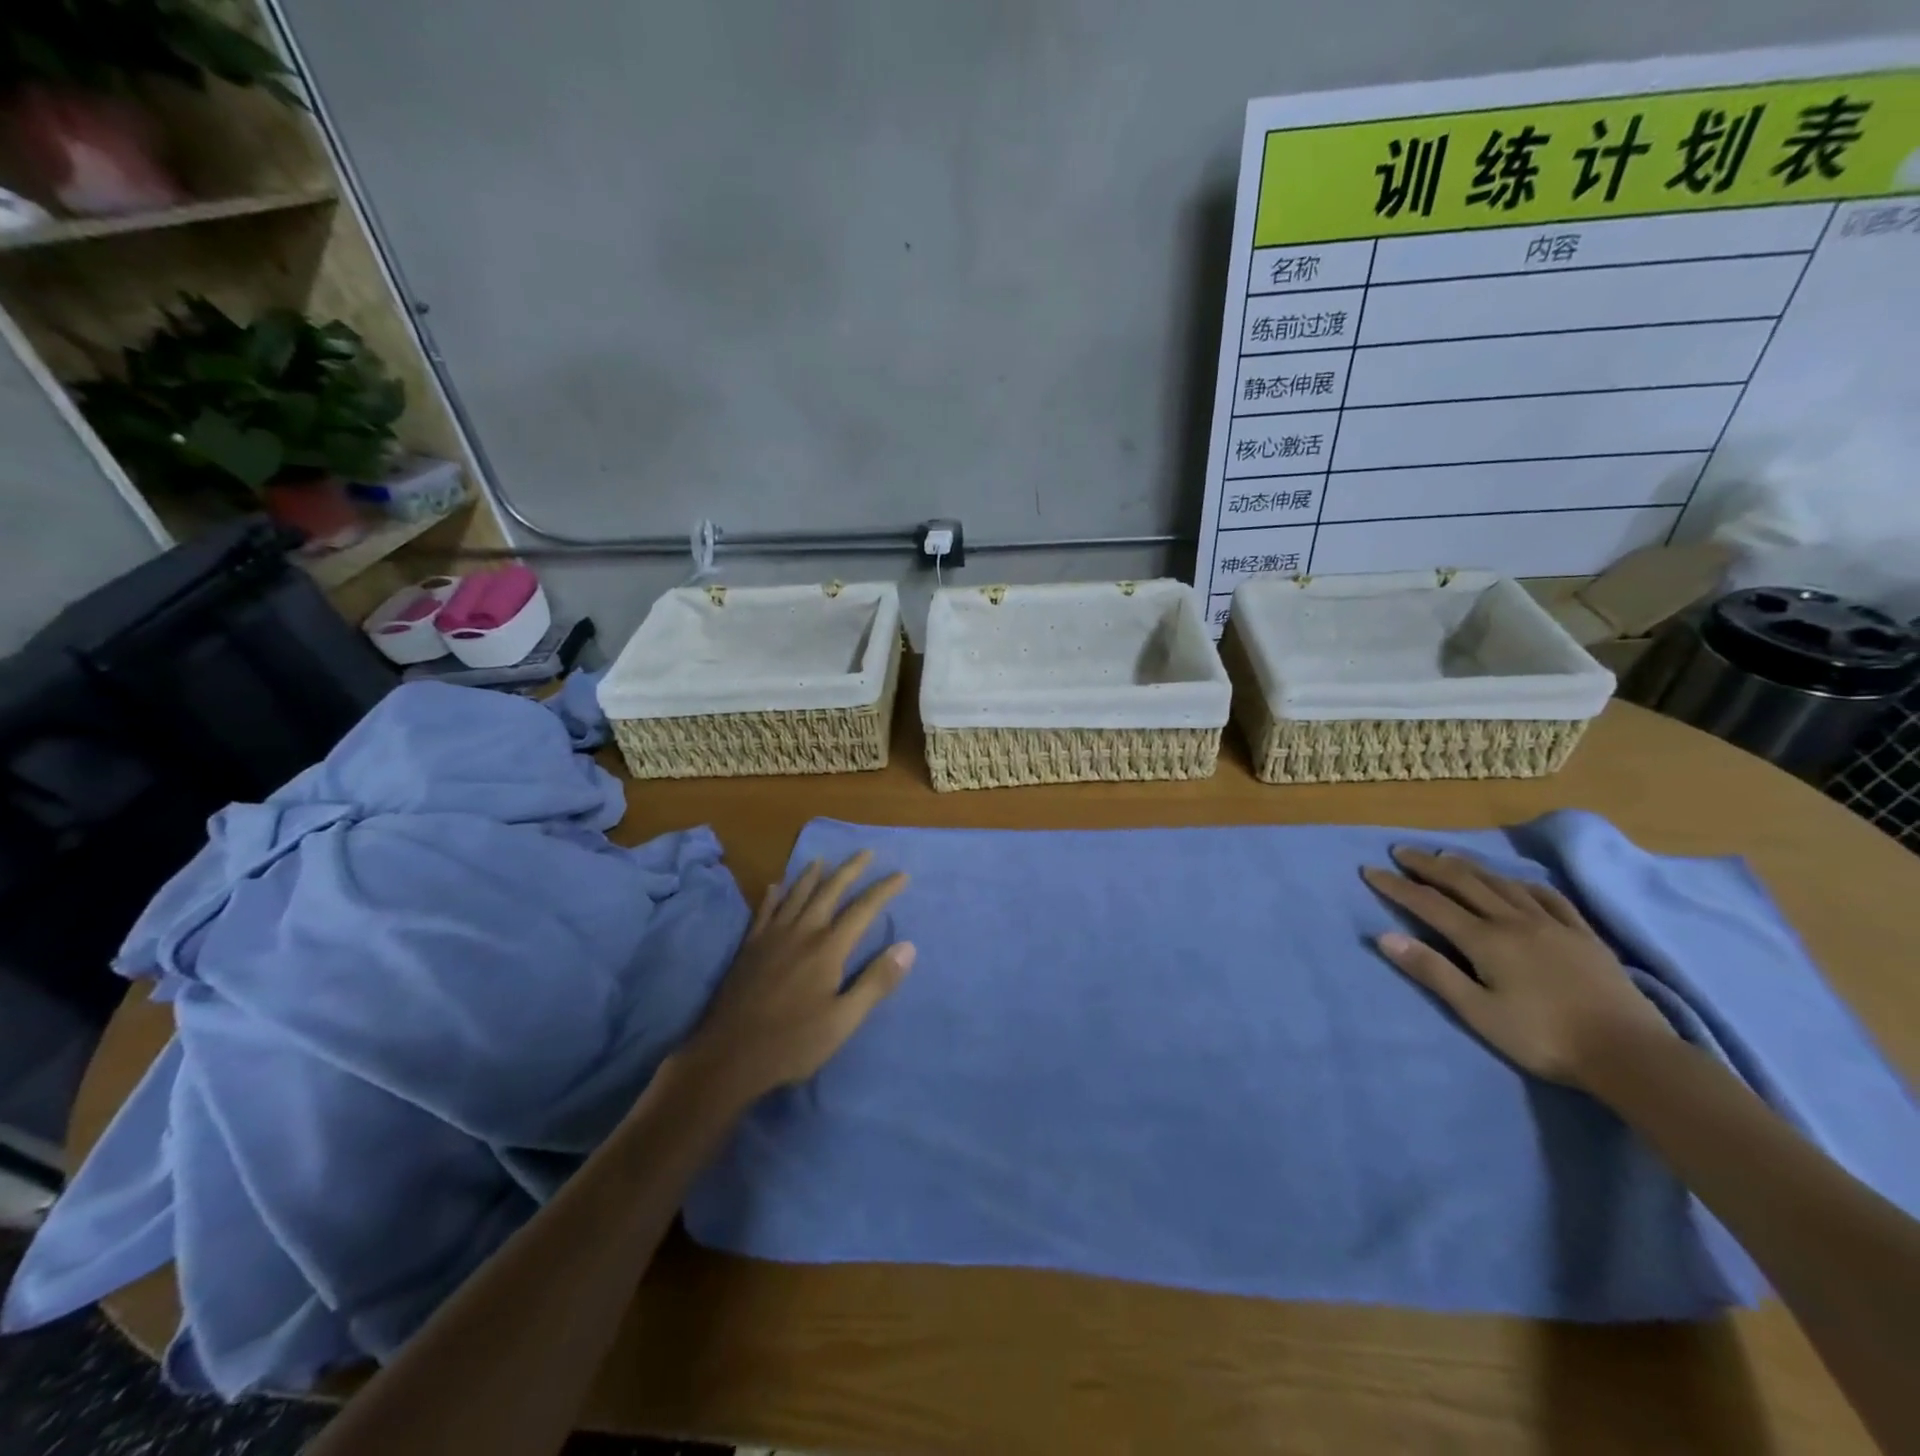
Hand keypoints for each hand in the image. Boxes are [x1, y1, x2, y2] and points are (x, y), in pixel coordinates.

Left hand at [674, 851, 913, 1105]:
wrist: (729, 1056)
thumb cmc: (793, 1042)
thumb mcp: (844, 1020)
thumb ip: (876, 982)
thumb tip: (908, 947)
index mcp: (828, 948)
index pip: (863, 909)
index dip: (884, 890)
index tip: (901, 875)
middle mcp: (802, 932)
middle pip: (829, 891)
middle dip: (850, 869)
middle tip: (866, 852)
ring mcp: (771, 937)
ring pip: (796, 895)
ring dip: (812, 874)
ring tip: (822, 859)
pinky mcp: (749, 948)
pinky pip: (764, 911)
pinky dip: (773, 895)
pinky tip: (775, 886)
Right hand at [1361, 847, 1672, 1088]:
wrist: (1631, 1055)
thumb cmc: (1543, 1038)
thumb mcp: (1477, 1011)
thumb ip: (1432, 971)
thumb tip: (1384, 936)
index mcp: (1485, 940)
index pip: (1429, 904)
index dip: (1397, 886)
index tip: (1370, 870)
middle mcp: (1514, 921)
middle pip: (1464, 883)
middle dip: (1428, 866)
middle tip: (1402, 851)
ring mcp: (1553, 925)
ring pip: (1503, 884)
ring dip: (1470, 866)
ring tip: (1447, 856)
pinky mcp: (1584, 936)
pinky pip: (1549, 898)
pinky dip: (1523, 883)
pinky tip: (1516, 882)